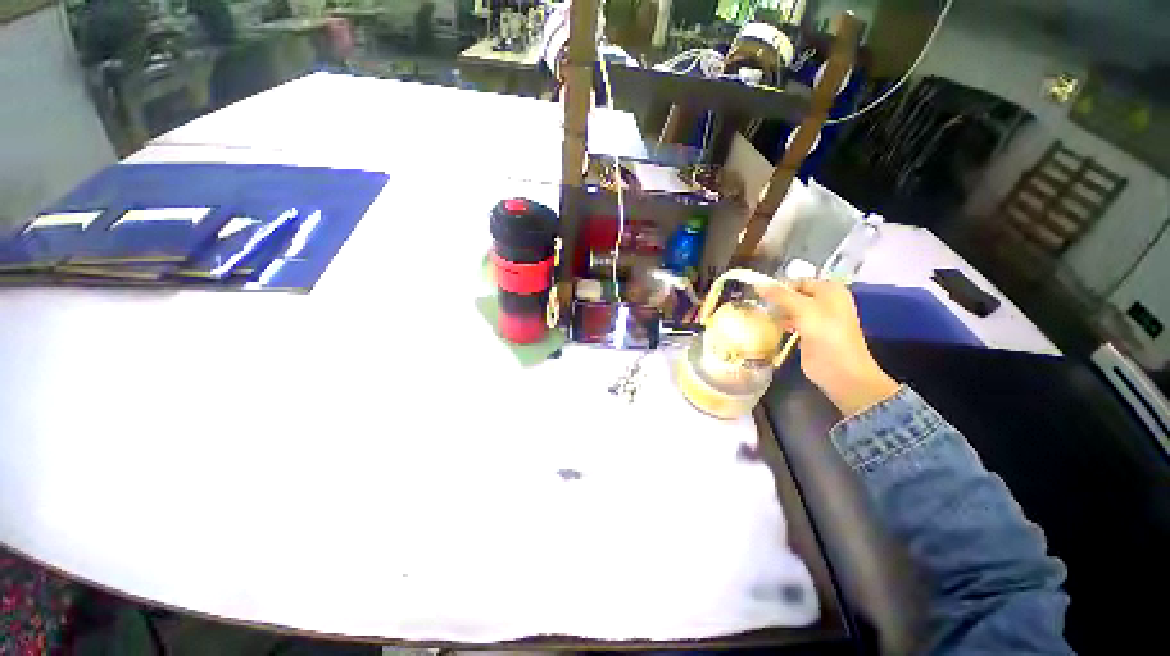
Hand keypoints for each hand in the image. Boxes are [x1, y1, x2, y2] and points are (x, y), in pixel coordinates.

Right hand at [759, 279, 898, 416]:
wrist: (840, 371)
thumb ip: (781, 295)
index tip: (758, 294)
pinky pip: (790, 322)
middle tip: (756, 305)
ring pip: (791, 308)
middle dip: (776, 299)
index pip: (798, 281)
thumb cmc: (826, 335)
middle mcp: (824, 301)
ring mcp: (817, 319)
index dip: (779, 286)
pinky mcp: (808, 334)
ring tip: (759, 314)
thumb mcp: (804, 309)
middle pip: (794, 294)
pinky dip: (780, 323)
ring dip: (776, 311)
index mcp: (830, 290)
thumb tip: (758, 284)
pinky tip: (768, 326)